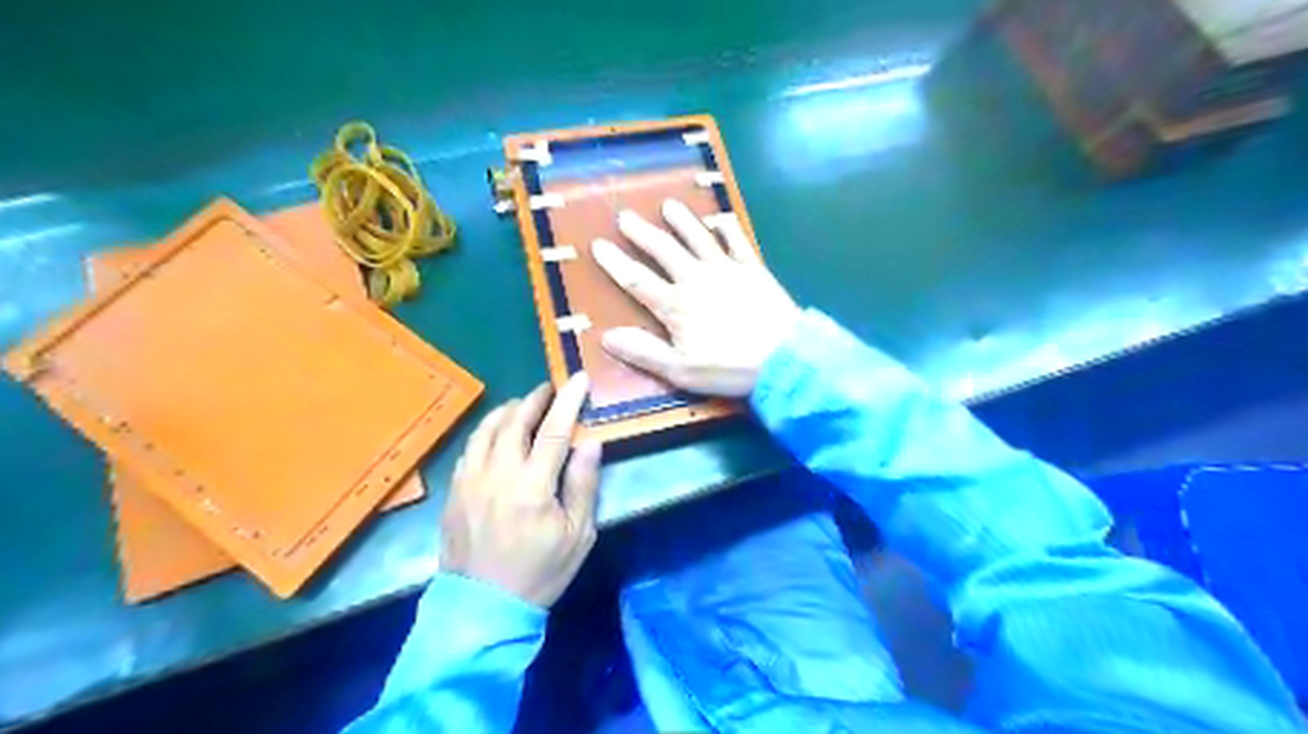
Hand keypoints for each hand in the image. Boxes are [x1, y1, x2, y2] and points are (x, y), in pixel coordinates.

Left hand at [438, 372, 600, 608]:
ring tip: (523, 404)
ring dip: (507, 410)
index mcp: (533, 486)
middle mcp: (498, 474)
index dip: (569, 400)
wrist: (483, 607)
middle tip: (550, 388)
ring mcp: (470, 480)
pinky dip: (486, 431)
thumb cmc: (540, 573)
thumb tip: (590, 442)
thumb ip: (583, 485)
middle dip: (535, 398)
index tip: (579, 378)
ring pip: (487, 429)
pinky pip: (470, 448)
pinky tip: (496, 433)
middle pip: (515, 421)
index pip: (554, 430)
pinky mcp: (454, 491)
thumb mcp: (578, 535)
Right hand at [593, 198, 797, 394]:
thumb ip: (644, 352)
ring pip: (698, 239)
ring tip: (668, 205)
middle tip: (625, 216)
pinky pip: (737, 242)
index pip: (637, 280)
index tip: (598, 244)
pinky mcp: (753, 269)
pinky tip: (720, 218)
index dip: (616, 262)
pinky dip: (727, 228)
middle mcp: (697, 280)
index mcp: (676, 306)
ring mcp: (727, 270)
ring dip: (682, 221)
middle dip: (642, 233)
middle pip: (664, 251)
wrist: (784, 358)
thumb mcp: (681, 370)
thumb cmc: (729, 368)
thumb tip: (607, 336)